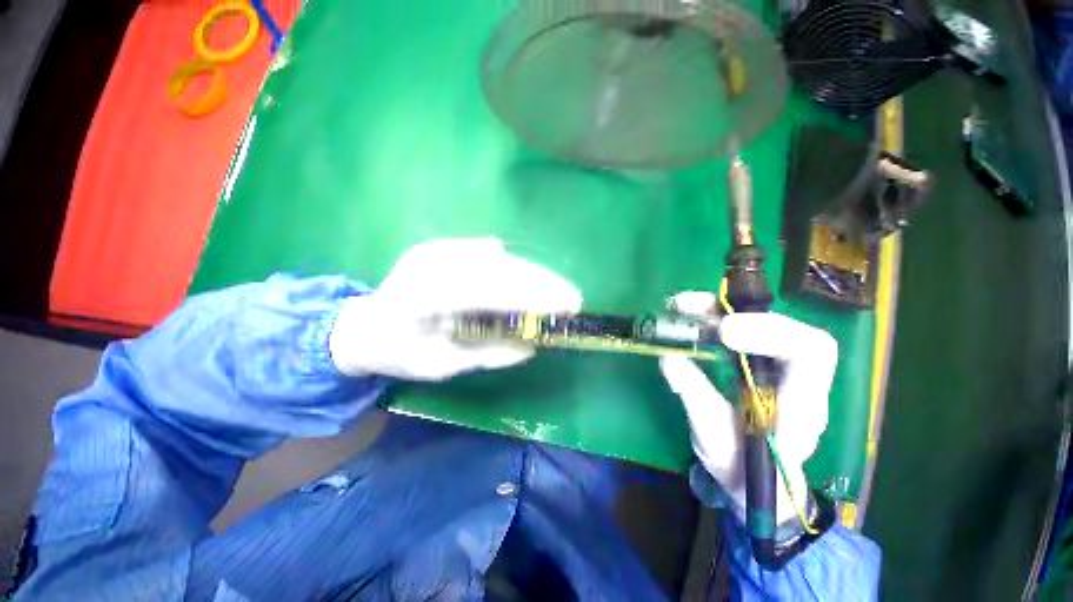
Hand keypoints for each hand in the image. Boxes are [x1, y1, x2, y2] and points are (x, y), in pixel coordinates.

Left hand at [330, 238, 581, 380]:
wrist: (363, 327)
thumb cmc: (400, 353)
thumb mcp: (443, 367)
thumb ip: (489, 355)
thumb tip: (533, 346)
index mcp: (428, 295)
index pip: (495, 291)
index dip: (536, 297)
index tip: (568, 306)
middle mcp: (433, 263)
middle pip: (501, 268)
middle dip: (543, 282)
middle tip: (573, 296)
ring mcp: (435, 249)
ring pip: (497, 257)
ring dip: (532, 272)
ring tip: (558, 288)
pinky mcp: (440, 246)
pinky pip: (484, 251)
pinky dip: (511, 265)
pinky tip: (528, 276)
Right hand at [660, 292, 836, 523]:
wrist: (752, 479)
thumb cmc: (739, 468)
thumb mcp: (714, 440)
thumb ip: (696, 398)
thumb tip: (669, 357)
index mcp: (800, 405)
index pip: (810, 353)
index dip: (771, 333)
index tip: (723, 333)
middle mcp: (794, 378)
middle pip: (785, 328)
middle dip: (738, 312)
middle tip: (690, 307)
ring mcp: (775, 367)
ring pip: (759, 323)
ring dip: (719, 309)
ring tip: (679, 305)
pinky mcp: (753, 361)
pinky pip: (738, 330)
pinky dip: (711, 318)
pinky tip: (686, 316)